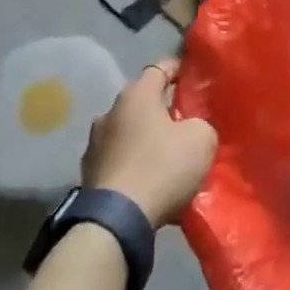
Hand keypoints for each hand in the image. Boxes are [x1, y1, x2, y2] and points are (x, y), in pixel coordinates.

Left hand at [82, 58, 216, 228]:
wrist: (116, 221)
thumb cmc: (161, 167)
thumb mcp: (201, 139)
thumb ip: (201, 124)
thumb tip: (192, 128)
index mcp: (136, 95)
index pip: (160, 68)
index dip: (178, 70)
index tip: (193, 77)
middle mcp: (110, 112)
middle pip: (143, 102)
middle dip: (163, 109)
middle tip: (186, 122)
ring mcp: (94, 143)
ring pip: (128, 131)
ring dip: (145, 138)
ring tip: (167, 155)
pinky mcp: (88, 173)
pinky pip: (119, 158)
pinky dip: (133, 163)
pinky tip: (149, 179)